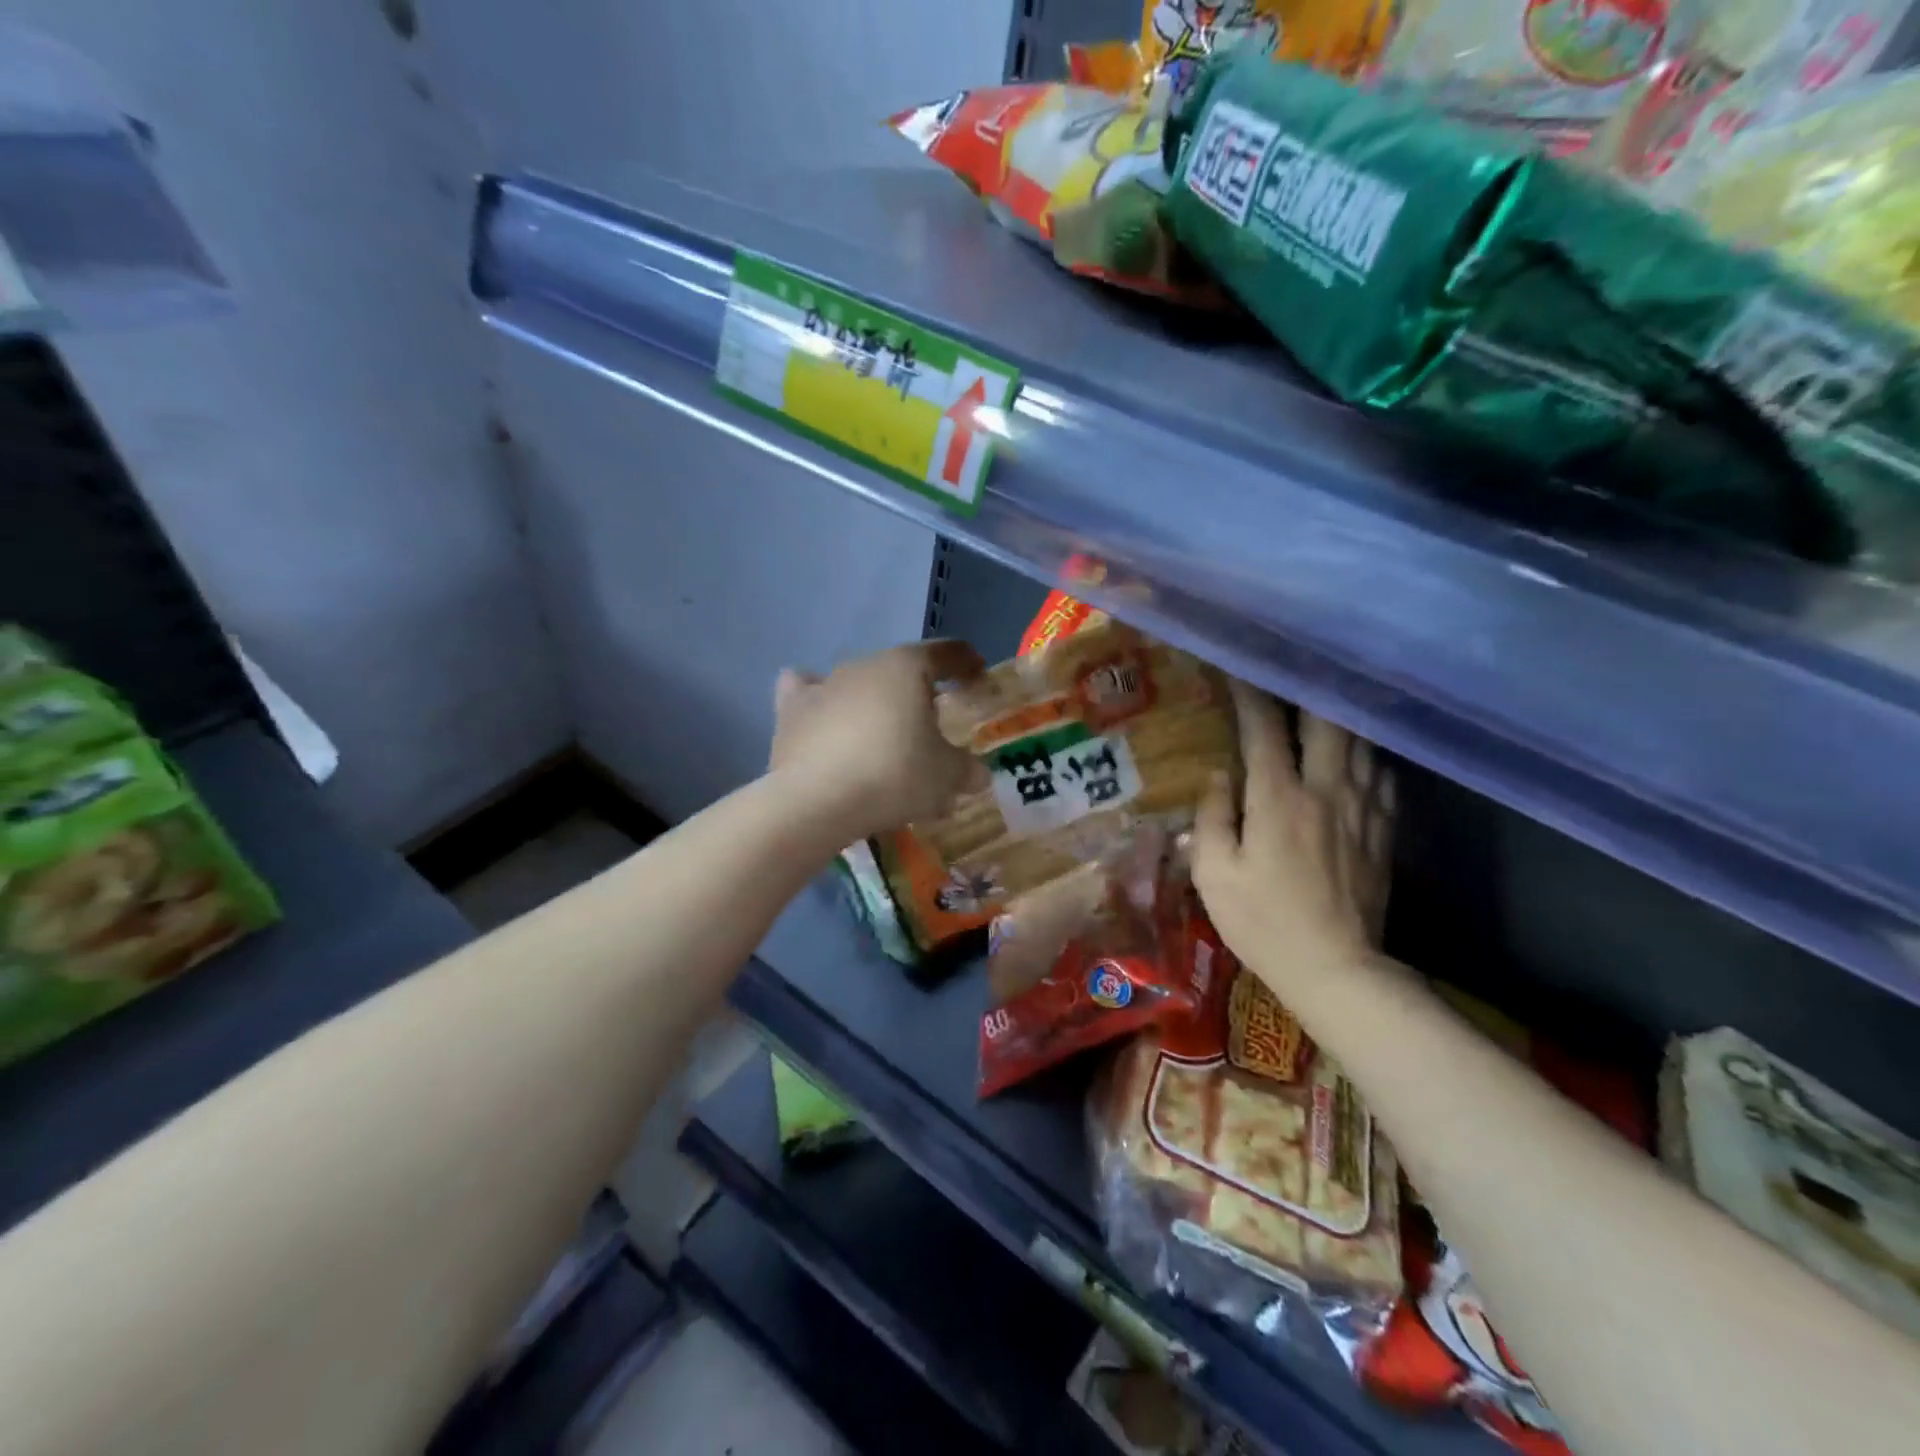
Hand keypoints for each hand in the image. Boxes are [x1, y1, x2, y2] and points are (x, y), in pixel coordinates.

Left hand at [768, 640, 985, 840]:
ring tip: (881, 735)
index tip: (977, 676)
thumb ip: (966, 770)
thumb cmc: (894, 775)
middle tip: (931, 725)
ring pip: (857, 683)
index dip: (966, 663)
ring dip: (872, 701)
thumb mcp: (945, 777)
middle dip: (917, 692)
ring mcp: (823, 685)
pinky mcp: (790, 711)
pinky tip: (824, 721)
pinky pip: (806, 694)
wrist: (817, 800)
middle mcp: (864, 665)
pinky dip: (818, 703)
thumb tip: (978, 774)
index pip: (945, 653)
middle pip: (899, 670)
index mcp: (907, 667)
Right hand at [1192, 683, 1394, 1000]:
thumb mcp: (1214, 874)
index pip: (1263, 731)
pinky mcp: (1382, 831)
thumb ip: (1213, 817)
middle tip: (1292, 672)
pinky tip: (1357, 753)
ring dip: (1340, 716)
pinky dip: (1366, 754)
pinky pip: (1381, 776)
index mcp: (1278, 800)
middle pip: (1326, 722)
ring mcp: (1361, 810)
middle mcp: (1325, 792)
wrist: (1336, 969)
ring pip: (1360, 742)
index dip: (1249, 695)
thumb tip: (1218, 775)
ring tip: (1325, 700)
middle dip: (1307, 690)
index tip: (1237, 670)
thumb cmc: (1262, 922)